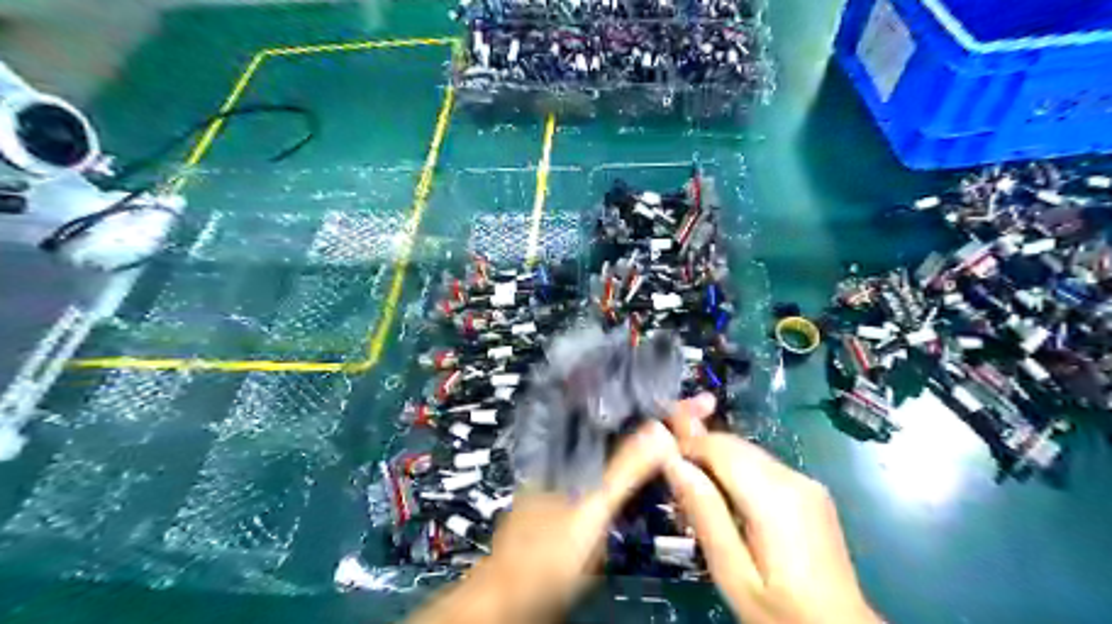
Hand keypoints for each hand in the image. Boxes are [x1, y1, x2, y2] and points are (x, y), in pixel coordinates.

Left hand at [408, 414, 682, 622]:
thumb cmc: (545, 551)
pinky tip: (664, 462)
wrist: (516, 594)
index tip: (697, 401)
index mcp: (570, 442)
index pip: (620, 411)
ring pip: (625, 445)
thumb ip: (622, 470)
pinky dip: (646, 462)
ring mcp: (582, 471)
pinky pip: (622, 469)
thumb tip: (662, 430)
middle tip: (703, 411)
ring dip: (657, 437)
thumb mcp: (589, 509)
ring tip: (692, 428)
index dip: (659, 405)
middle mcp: (575, 449)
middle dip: (663, 416)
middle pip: (624, 424)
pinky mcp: (588, 493)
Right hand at [663, 394, 881, 623]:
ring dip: (717, 461)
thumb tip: (674, 463)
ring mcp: (806, 482)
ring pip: (747, 452)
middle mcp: (792, 477)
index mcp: (772, 496)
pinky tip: (728, 501)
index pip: (719, 446)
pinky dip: (738, 472)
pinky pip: (762, 466)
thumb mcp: (732, 572)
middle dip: (699, 451)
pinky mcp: (811, 491)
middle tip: (674, 479)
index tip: (661, 461)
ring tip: (697, 492)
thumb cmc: (780, 610)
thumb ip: (705, 512)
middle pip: (733, 444)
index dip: (686, 445)